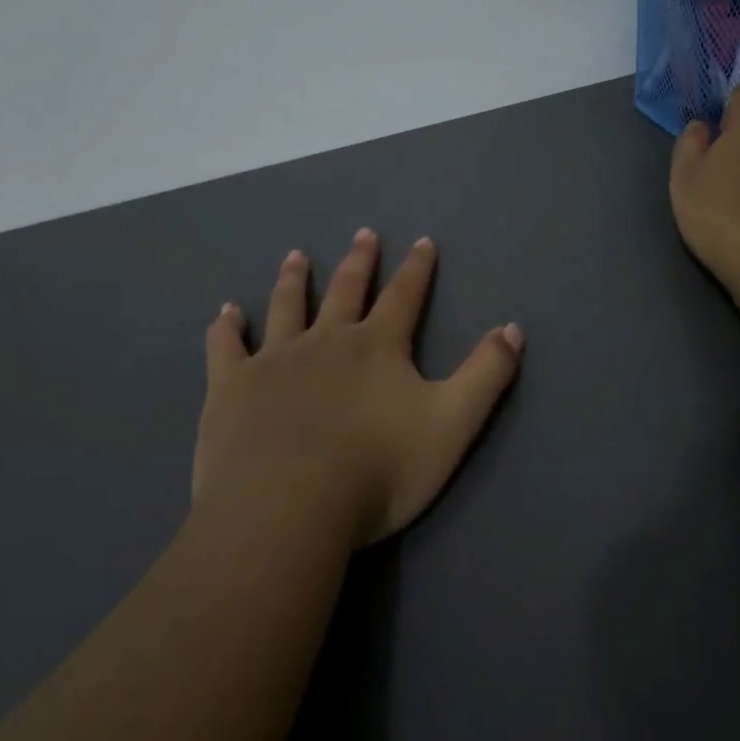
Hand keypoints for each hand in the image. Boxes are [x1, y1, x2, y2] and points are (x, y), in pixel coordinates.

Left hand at [196, 229, 523, 548]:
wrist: (290, 507)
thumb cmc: (379, 470)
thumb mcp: (452, 424)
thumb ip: (486, 375)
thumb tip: (513, 328)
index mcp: (377, 347)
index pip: (405, 296)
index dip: (418, 269)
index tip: (423, 241)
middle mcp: (326, 340)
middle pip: (347, 290)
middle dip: (360, 261)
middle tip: (364, 233)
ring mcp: (275, 360)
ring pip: (287, 307)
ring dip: (295, 280)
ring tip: (297, 256)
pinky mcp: (232, 387)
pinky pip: (227, 347)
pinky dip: (228, 327)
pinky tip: (227, 313)